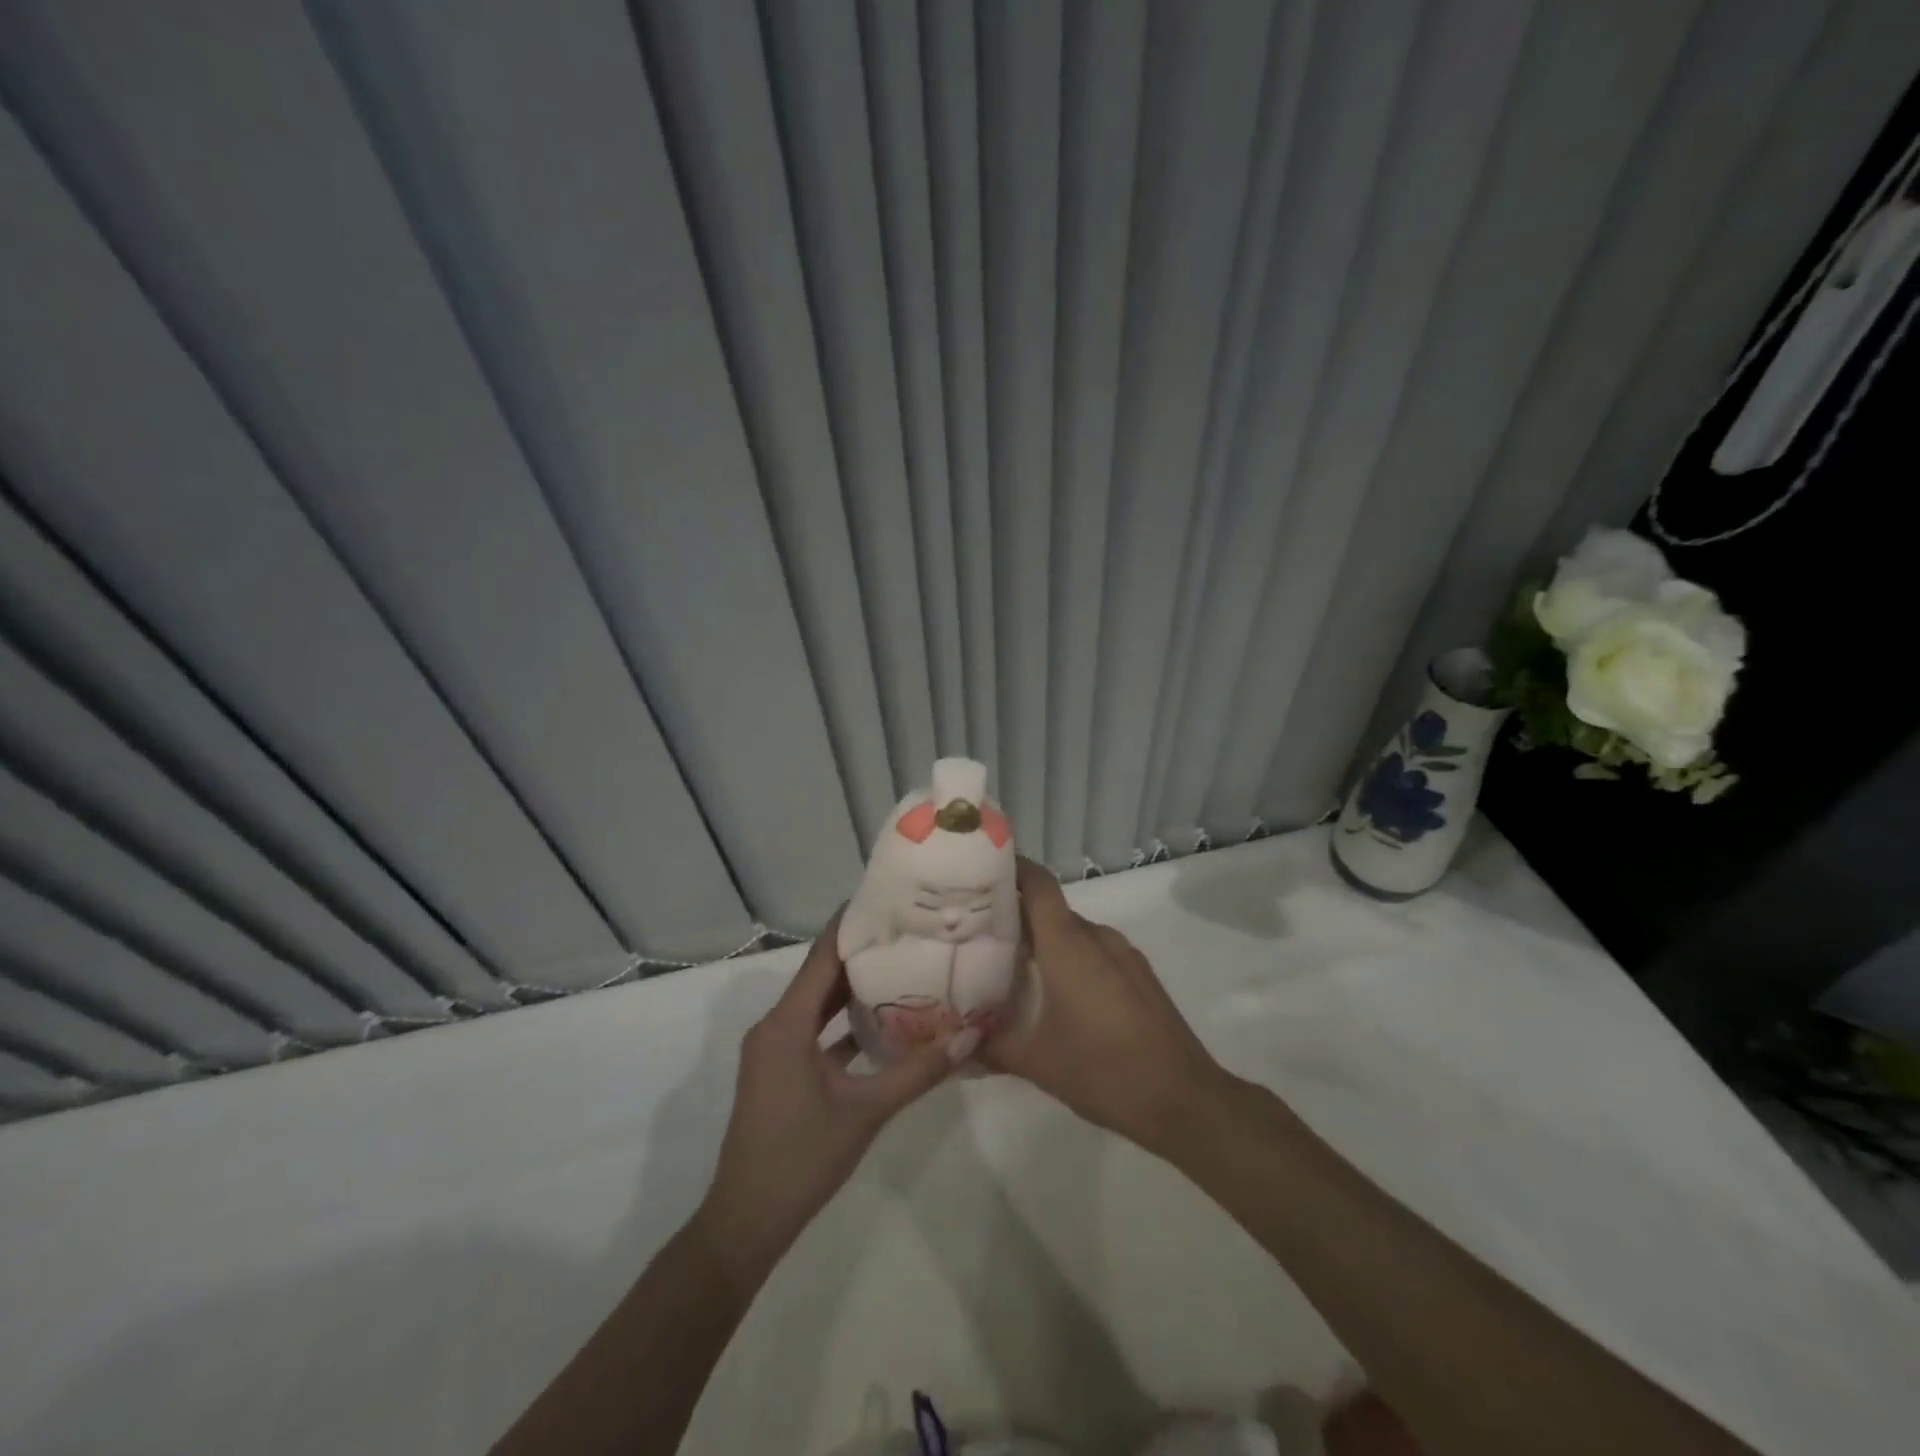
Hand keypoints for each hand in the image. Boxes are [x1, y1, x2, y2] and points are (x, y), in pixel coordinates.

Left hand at [695, 914, 973, 1279]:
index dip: (851, 926)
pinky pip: (814, 1032)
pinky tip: (883, 1022)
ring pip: (818, 1005)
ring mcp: (775, 1050)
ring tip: (902, 965)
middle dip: (861, 953)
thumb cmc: (802, 1157)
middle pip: (821, 977)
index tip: (886, 899)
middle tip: (907, 931)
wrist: (746, 1221)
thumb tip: (970, 1036)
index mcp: (787, 1024)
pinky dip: (843, 1023)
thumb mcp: (866, 1112)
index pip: (822, 957)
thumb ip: (918, 1072)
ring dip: (853, 988)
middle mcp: (775, 1026)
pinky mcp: (780, 1071)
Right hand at [984, 859, 1231, 1157]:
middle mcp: (1097, 937)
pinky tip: (1056, 993)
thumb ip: (990, 1046)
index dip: (1010, 868)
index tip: (978, 871)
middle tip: (978, 931)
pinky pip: (1095, 951)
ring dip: (1044, 940)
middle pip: (1050, 909)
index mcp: (1069, 944)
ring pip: (1073, 932)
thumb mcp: (1036, 1063)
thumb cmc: (1105, 1071)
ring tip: (1011, 965)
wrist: (1185, 1100)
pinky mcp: (1139, 975)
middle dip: (1015, 914)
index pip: (1037, 883)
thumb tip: (956, 1040)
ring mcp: (1123, 954)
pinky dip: (1070, 958)